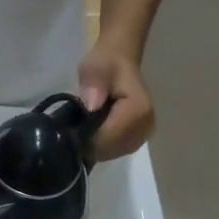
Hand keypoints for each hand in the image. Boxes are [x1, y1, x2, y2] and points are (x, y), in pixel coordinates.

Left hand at [78, 38, 155, 161]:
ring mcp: (141, 139)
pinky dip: (99, 145)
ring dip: (93, 144)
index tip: (73, 125)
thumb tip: (92, 105)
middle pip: (108, 150)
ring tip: (86, 124)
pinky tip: (94, 131)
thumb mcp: (95, 66)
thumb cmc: (106, 64)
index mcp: (139, 111)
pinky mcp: (134, 143)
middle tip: (78, 123)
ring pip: (108, 154)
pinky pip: (111, 152)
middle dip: (89, 141)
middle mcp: (145, 129)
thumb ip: (94, 83)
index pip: (108, 139)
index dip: (86, 136)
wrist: (119, 64)